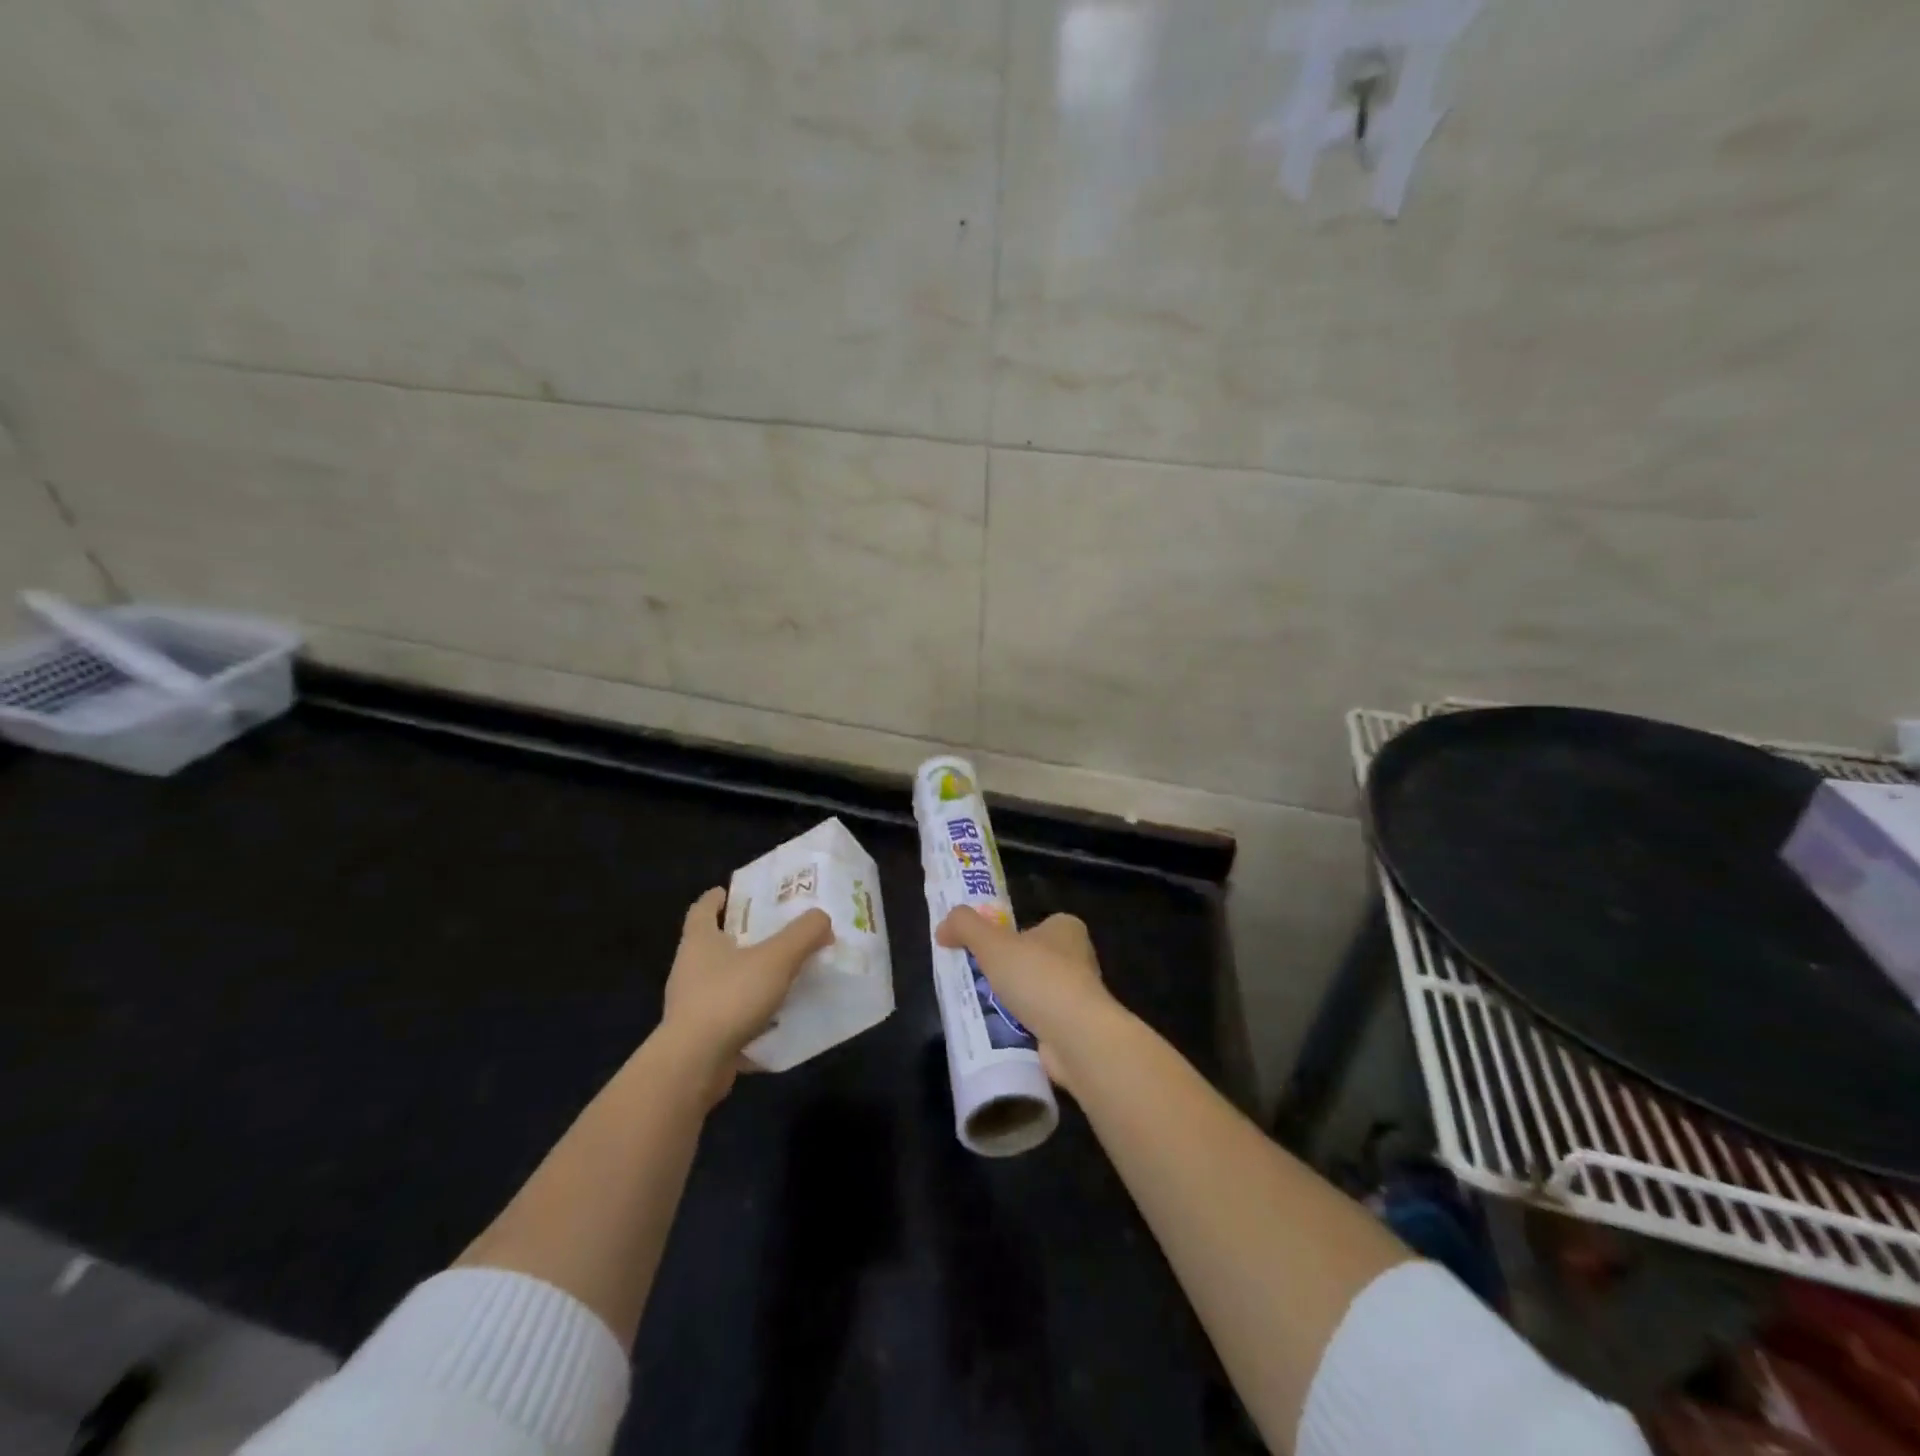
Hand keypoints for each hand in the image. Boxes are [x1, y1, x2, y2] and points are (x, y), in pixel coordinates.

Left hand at [660, 887, 831, 1100]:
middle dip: (741, 937)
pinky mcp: (699, 1036)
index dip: (717, 898)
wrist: (693, 1065)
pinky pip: (729, 1017)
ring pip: (722, 981)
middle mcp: (689, 969)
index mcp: (699, 941)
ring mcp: (691, 1005)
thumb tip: (822, 918)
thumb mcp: (777, 958)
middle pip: (713, 944)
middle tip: (774, 931)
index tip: (733, 892)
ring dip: (747, 977)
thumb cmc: (730, 997)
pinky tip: (776, 1020)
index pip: (702, 909)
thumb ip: (804, 934)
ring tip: (783, 975)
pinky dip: (749, 1014)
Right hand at [935, 907, 1118, 1089]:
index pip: (1032, 926)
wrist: (1075, 1036)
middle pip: (1031, 960)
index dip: (1007, 936)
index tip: (982, 951)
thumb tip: (943, 928)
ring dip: (1012, 1002)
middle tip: (976, 981)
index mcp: (1066, 928)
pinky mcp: (1074, 1028)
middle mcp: (1078, 958)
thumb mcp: (992, 943)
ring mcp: (1078, 995)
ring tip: (983, 1008)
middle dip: (1006, 972)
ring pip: (1034, 993)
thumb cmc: (1037, 977)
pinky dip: (1020, 1027)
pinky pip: (1038, 1022)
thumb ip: (965, 926)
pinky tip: (1000, 1033)